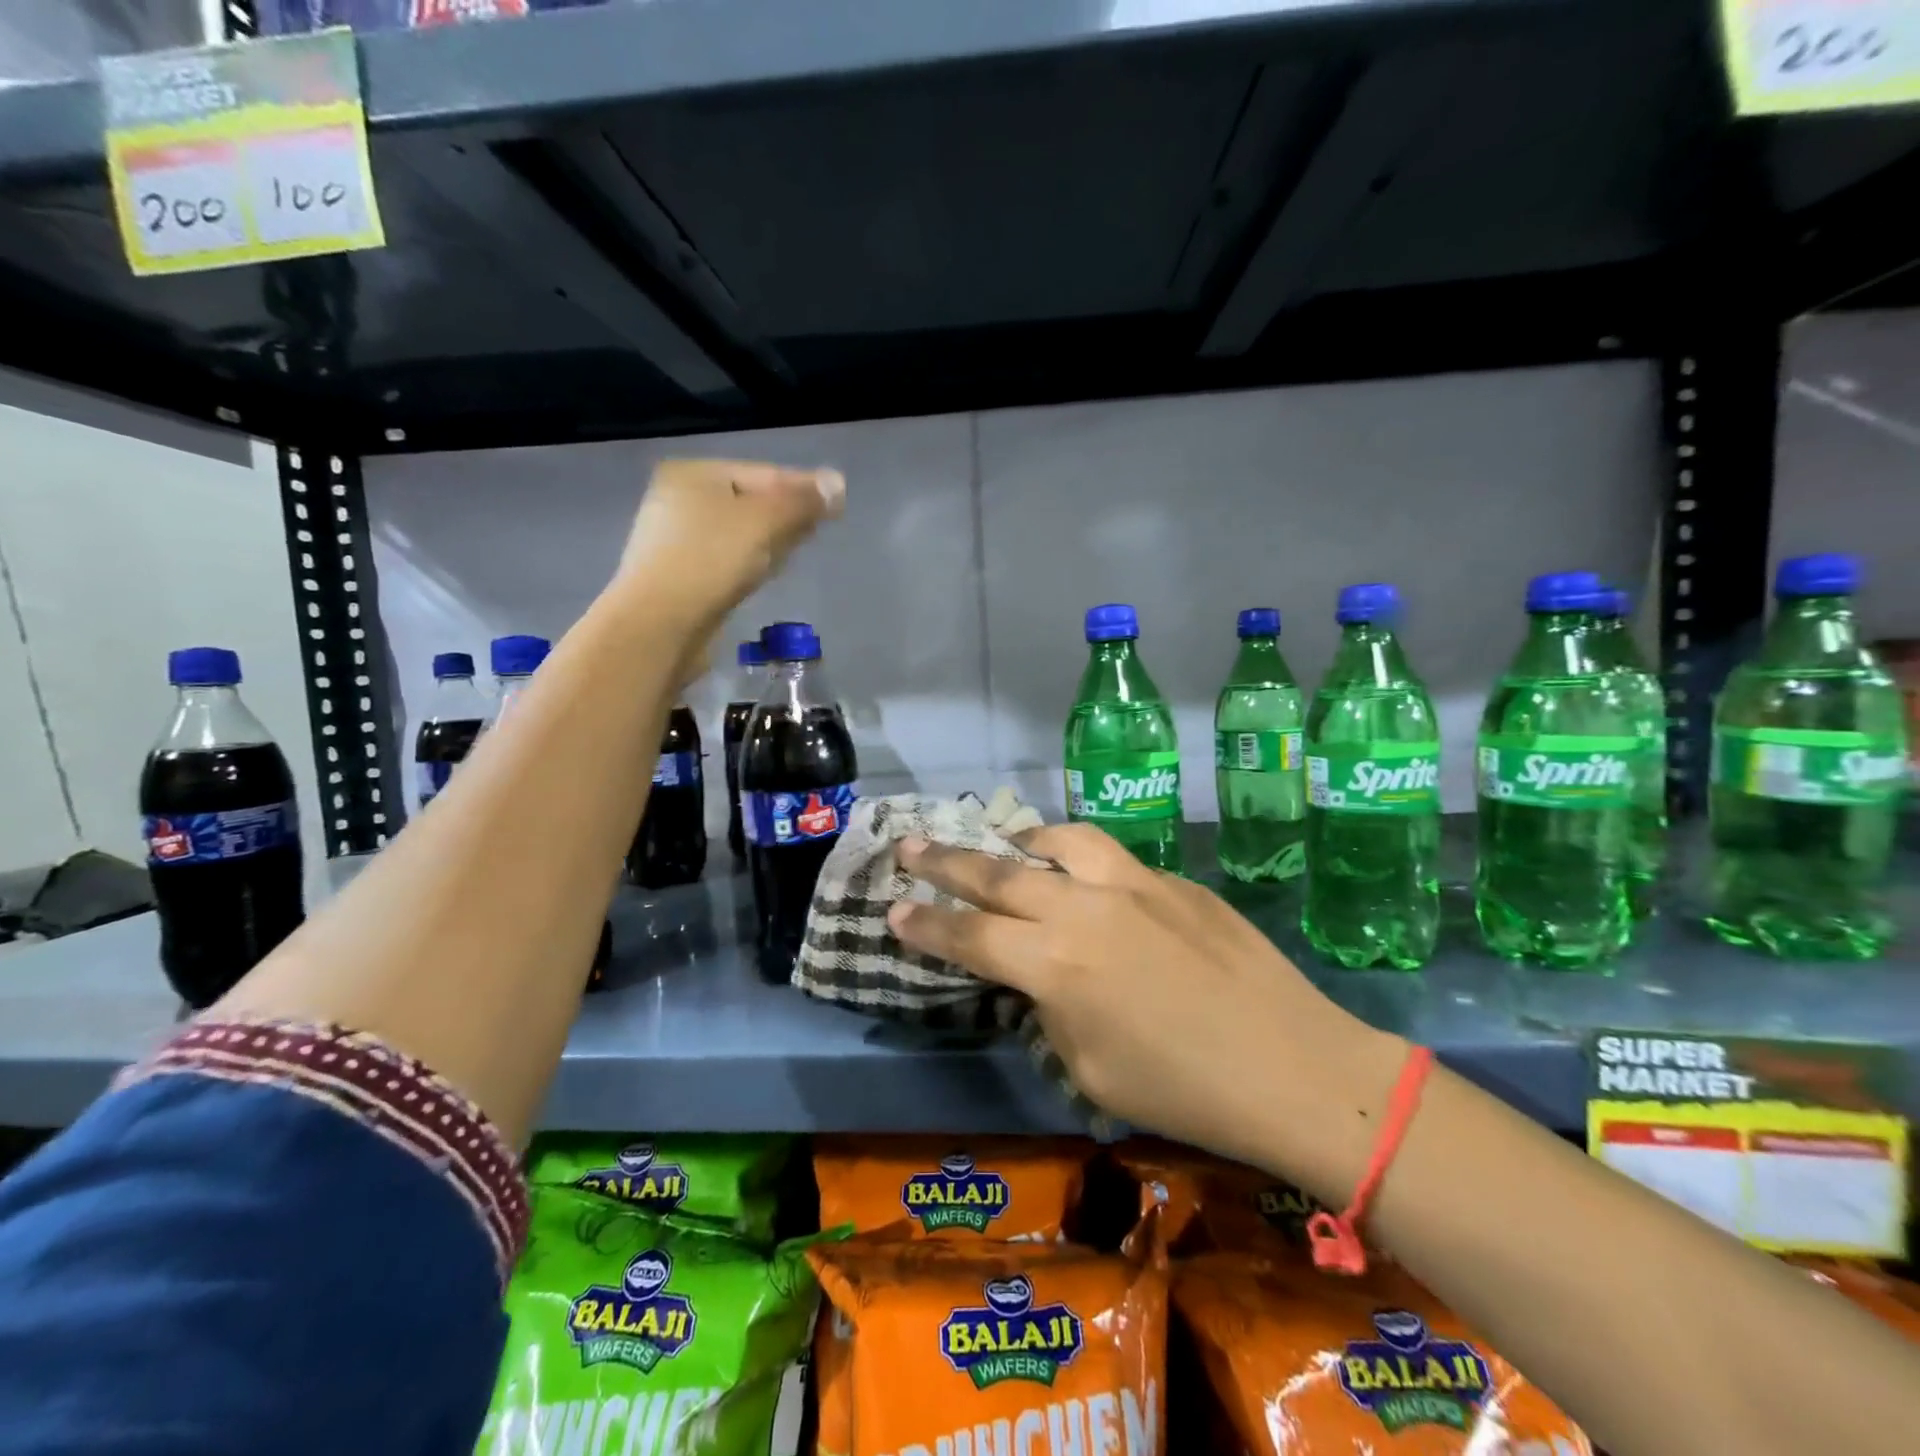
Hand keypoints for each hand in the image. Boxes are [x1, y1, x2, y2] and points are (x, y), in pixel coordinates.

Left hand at [614, 458, 844, 672]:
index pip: (764, 473)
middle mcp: (678, 500)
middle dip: (786, 514)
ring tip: (796, 552)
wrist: (660, 625)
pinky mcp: (679, 577)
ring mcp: (675, 540)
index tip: (837, 505)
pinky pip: (726, 560)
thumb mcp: (765, 522)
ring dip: (769, 541)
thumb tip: (837, 483)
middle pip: (750, 502)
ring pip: (739, 534)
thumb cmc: (712, 560)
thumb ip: (803, 501)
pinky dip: (749, 563)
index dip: (803, 488)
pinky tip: (764, 575)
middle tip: (820, 529)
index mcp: (693, 473)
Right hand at [887, 824, 1404, 1195]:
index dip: (924, 924)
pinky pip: (1109, 856)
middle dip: (944, 861)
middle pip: (998, 873)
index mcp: (1055, 965)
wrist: (1294, 1065)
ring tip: (1001, 845)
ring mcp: (1131, 883)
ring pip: (1057, 840)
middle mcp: (1083, 908)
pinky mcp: (1171, 879)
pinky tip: (1081, 873)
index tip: (891, 910)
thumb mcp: (1089, 1068)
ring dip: (1018, 842)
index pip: (969, 936)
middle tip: (908, 844)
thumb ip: (1050, 1007)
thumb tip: (1041, 975)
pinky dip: (1076, 856)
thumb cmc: (1183, 1091)